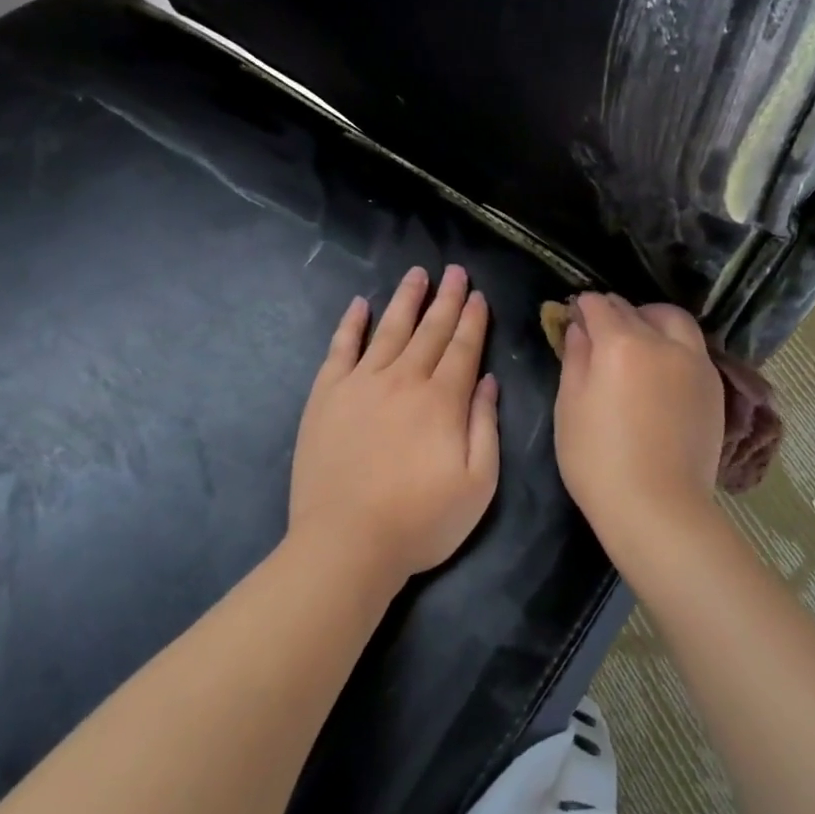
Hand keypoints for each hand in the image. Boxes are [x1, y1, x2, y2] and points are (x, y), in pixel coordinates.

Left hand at [290, 265, 499, 584]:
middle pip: (430, 331)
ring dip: (406, 300)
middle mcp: (403, 380)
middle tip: (454, 270)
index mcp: (442, 400)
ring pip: (389, 330)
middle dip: (446, 299)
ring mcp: (360, 384)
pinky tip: (360, 305)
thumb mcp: (478, 483)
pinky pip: (341, 348)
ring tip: (417, 274)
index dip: (473, 320)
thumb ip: (485, 426)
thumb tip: (488, 380)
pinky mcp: (326, 396)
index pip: (463, 348)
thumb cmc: (421, 521)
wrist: (347, 543)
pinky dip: (351, 324)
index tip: (478, 295)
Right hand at [553, 293, 724, 548]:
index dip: (584, 306)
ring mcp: (695, 363)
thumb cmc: (598, 460)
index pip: (600, 307)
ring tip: (639, 339)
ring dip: (652, 319)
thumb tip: (579, 328)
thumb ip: (575, 359)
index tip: (575, 313)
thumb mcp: (570, 407)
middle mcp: (663, 343)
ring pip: (675, 321)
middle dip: (616, 311)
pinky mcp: (714, 386)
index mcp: (622, 344)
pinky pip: (693, 348)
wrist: (658, 507)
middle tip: (600, 327)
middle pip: (638, 310)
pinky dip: (674, 344)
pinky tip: (661, 367)